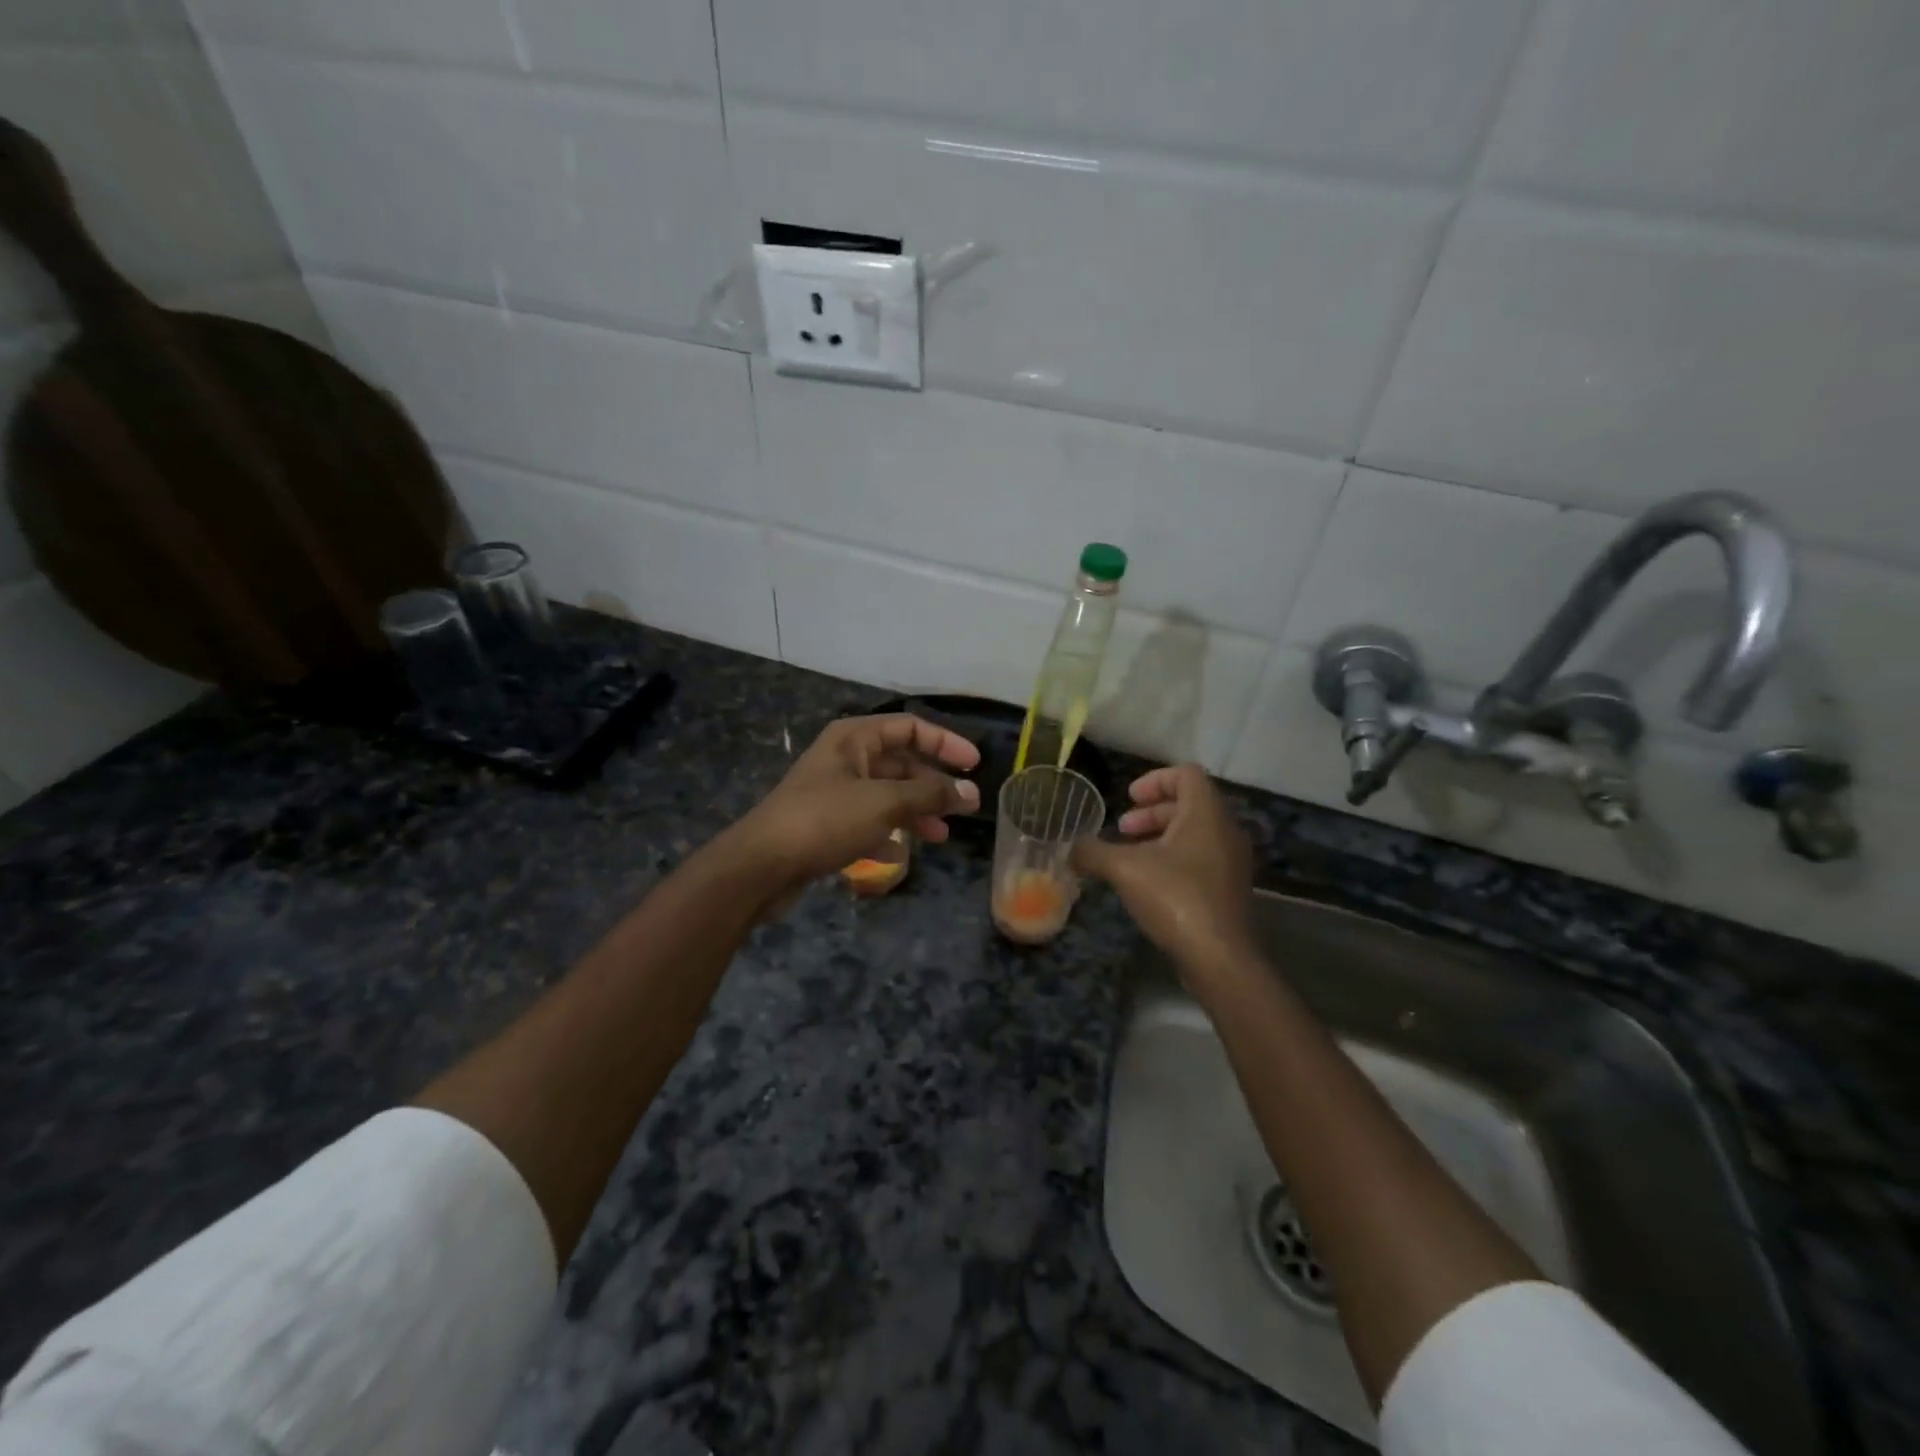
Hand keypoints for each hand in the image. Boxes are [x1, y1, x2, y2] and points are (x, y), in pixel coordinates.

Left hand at [724, 714, 980, 901]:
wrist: (760, 866)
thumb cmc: (825, 820)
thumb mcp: (884, 803)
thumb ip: (929, 795)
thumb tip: (970, 792)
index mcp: (854, 739)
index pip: (909, 727)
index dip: (945, 742)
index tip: (974, 765)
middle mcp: (844, 759)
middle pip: (900, 762)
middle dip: (932, 785)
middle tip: (962, 809)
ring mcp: (833, 792)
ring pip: (886, 795)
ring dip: (914, 812)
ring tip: (939, 836)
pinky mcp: (825, 825)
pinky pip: (866, 823)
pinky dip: (886, 834)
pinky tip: (900, 854)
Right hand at [1074, 764, 1253, 972]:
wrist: (1219, 956)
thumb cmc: (1174, 897)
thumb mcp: (1123, 869)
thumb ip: (1093, 852)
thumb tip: (1070, 849)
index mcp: (1206, 814)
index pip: (1186, 774)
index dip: (1155, 780)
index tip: (1128, 798)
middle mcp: (1226, 830)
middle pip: (1189, 803)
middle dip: (1152, 812)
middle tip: (1123, 829)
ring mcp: (1231, 861)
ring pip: (1195, 833)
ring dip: (1161, 836)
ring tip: (1130, 857)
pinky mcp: (1229, 888)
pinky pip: (1201, 857)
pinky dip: (1174, 858)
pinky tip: (1148, 882)